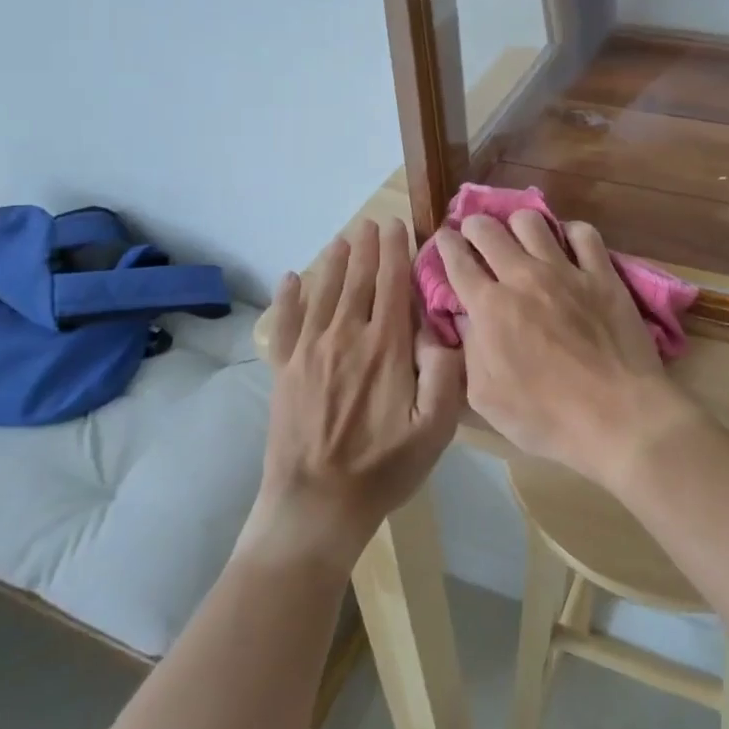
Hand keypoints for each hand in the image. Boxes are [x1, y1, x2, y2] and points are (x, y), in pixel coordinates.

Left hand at [248, 219, 464, 569]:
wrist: (316, 505)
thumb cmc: (384, 468)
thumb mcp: (435, 429)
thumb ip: (445, 373)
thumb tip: (440, 328)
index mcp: (385, 347)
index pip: (392, 284)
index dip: (396, 251)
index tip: (398, 226)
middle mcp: (346, 336)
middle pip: (357, 279)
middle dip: (366, 247)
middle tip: (372, 223)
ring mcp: (309, 351)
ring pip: (323, 292)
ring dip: (333, 261)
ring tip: (342, 239)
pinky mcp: (283, 370)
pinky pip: (285, 322)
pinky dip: (288, 297)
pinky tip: (291, 279)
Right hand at [433, 212, 699, 491]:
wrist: (618, 417)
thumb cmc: (547, 418)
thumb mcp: (485, 398)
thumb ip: (469, 351)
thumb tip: (465, 318)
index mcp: (490, 307)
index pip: (457, 260)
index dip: (446, 244)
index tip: (444, 238)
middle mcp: (523, 277)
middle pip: (488, 229)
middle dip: (474, 225)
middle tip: (475, 233)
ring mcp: (566, 271)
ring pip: (531, 221)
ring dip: (517, 224)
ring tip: (519, 236)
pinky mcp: (602, 274)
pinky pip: (583, 233)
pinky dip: (570, 233)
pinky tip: (568, 245)